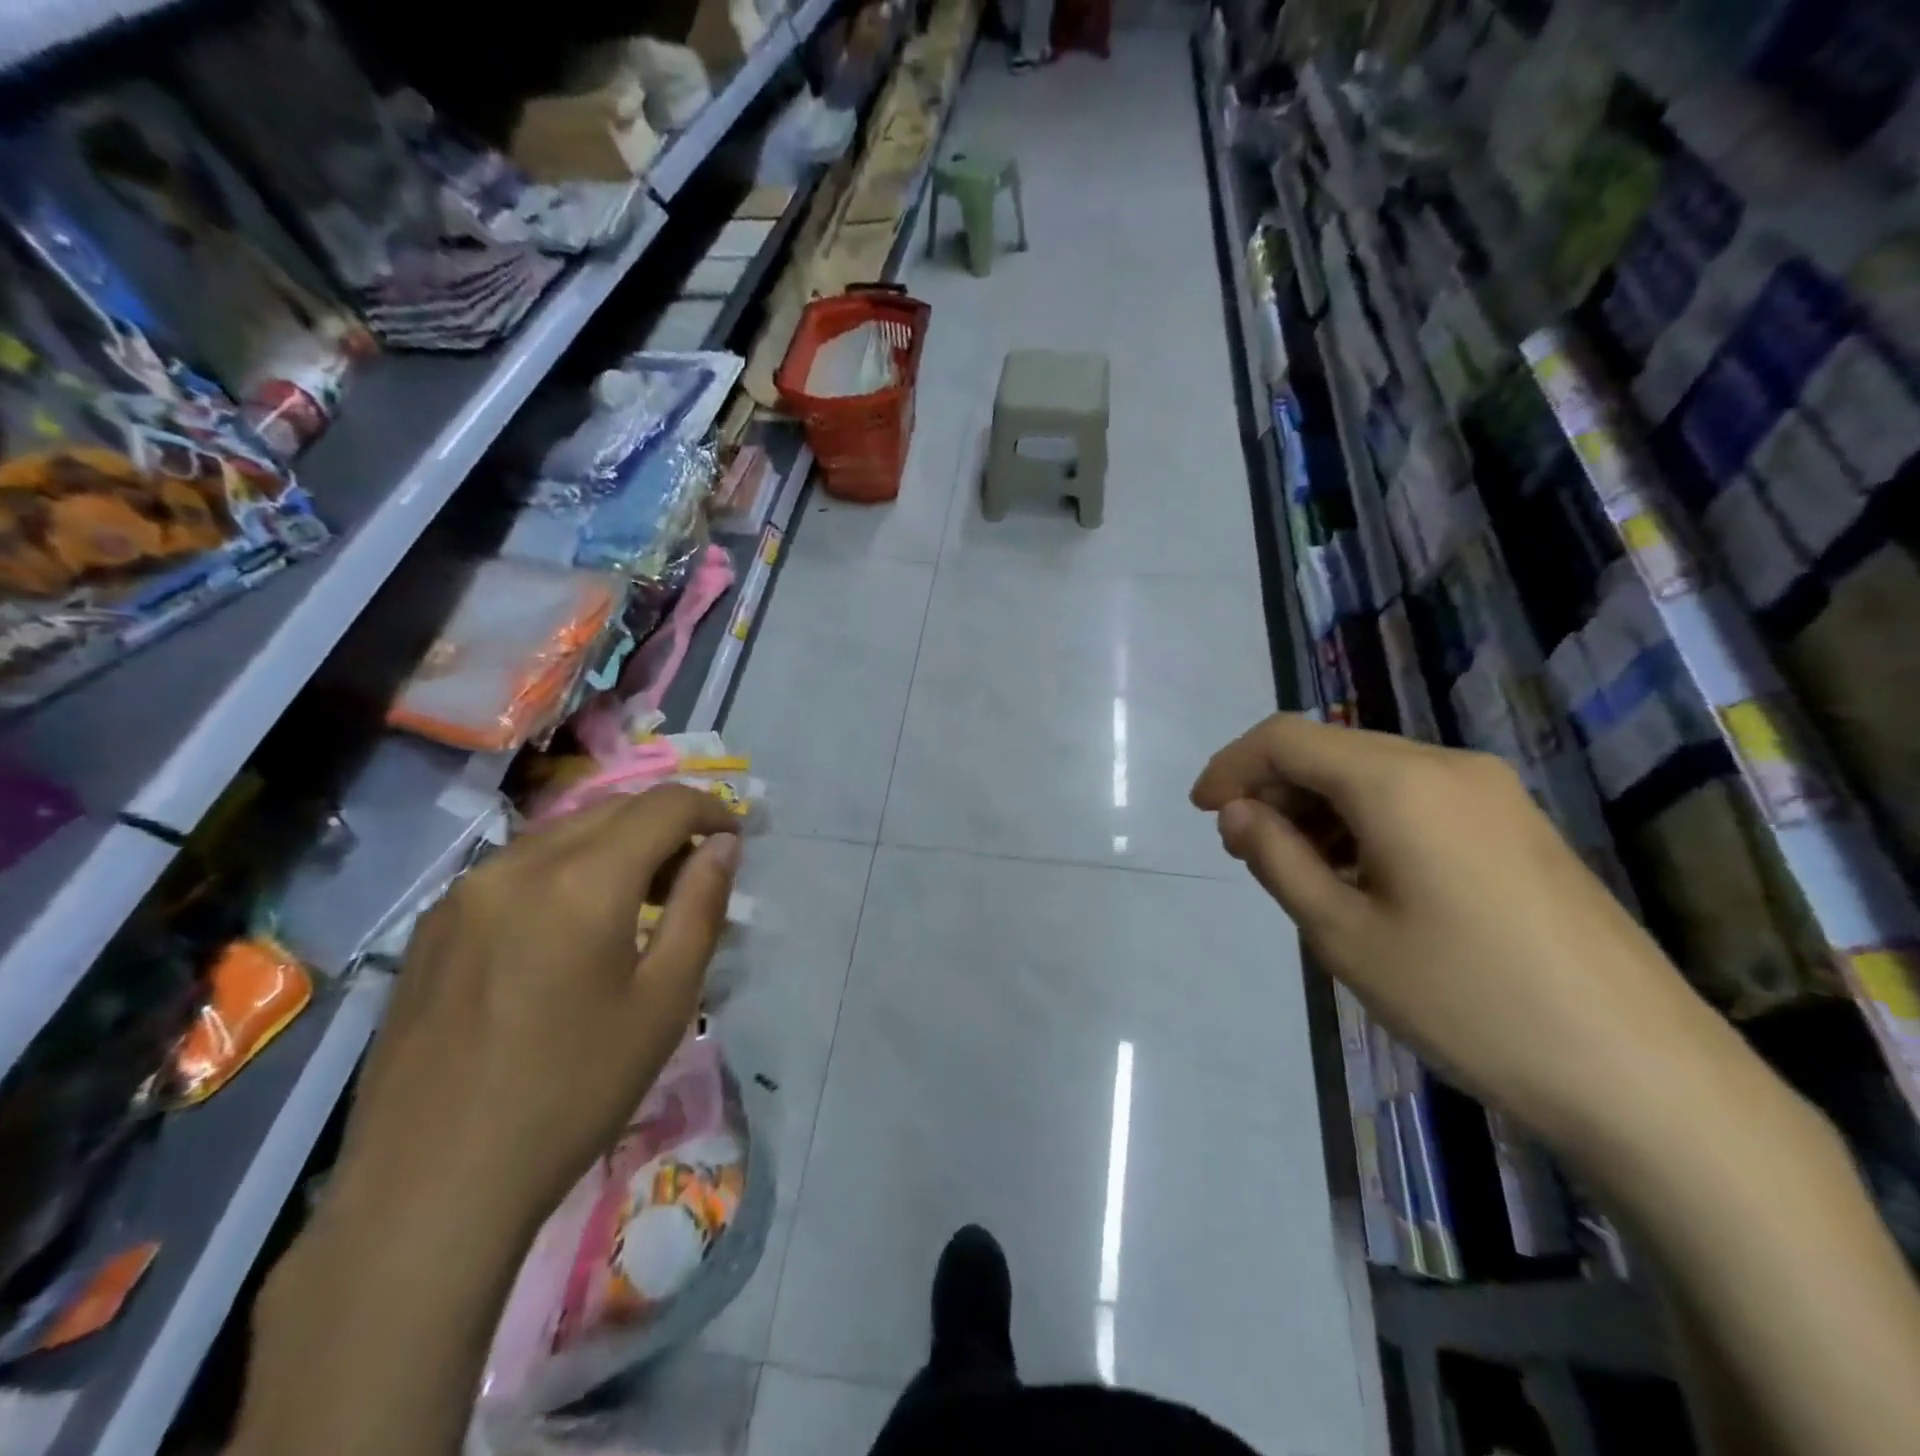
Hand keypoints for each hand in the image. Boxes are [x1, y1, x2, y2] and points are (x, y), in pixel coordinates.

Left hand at [336, 785, 741, 1240]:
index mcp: (582, 880)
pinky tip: (571, 928)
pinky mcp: (434, 922)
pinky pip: (518, 867)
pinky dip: (566, 870)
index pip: (664, 805)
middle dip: (667, 826)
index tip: (735, 840)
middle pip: (613, 809)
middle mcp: (518, 863)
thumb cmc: (573, 1092)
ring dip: (616, 846)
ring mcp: (465, 890)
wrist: (432, 1187)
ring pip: (564, 833)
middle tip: (695, 875)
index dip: (711, 810)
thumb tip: (723, 844)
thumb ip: (701, 906)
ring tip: (639, 902)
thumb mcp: (665, 1000)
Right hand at [1192, 715, 1742, 1152]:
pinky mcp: (1517, 827)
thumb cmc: (1469, 1002)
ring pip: (1374, 774)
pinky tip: (1359, 876)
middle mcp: (1448, 766)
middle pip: (1332, 751)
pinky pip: (1416, 799)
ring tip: (1296, 869)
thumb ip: (1277, 858)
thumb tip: (1238, 812)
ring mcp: (1493, 794)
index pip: (1287, 739)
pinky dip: (1365, 821)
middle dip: (1274, 789)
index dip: (1232, 766)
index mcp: (1400, 782)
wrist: (1644, 1076)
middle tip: (1244, 850)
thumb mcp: (1344, 935)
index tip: (1201, 812)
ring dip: (1318, 806)